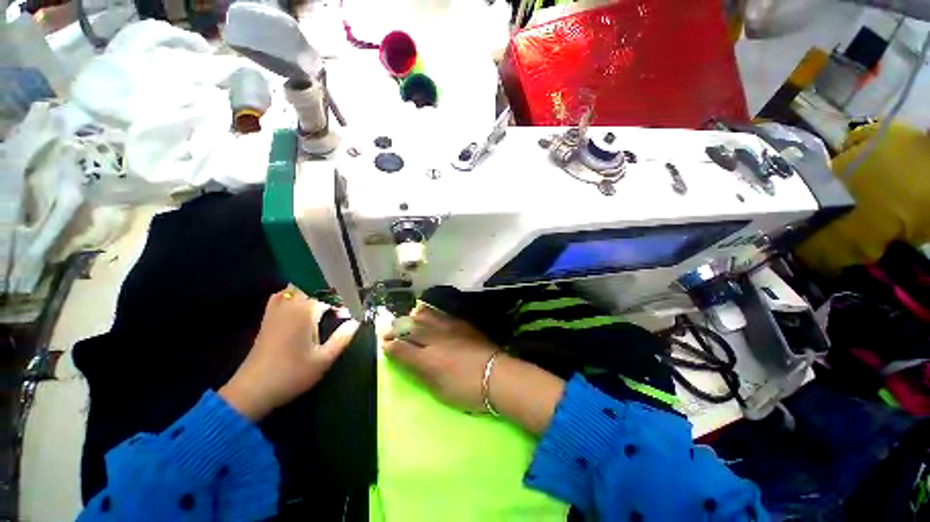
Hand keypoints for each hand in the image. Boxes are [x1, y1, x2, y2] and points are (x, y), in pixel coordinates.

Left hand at [220, 286, 358, 419]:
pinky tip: (299, 306)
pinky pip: (279, 297)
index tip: (347, 318)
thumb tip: (356, 322)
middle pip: (311, 288)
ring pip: (294, 290)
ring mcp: (275, 311)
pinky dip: (290, 295)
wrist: (253, 390)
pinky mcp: (266, 319)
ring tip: (322, 305)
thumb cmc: (292, 374)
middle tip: (337, 310)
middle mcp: (290, 306)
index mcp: (305, 312)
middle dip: (327, 295)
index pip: (329, 298)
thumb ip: (343, 338)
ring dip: (310, 293)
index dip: (341, 306)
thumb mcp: (324, 359)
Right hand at [383, 302, 499, 411]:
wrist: (496, 375)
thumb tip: (408, 361)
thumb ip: (421, 373)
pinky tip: (428, 314)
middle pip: (410, 327)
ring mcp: (449, 328)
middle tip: (389, 330)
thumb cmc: (467, 390)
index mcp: (427, 359)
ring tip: (408, 319)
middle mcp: (435, 338)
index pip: (401, 348)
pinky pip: (440, 313)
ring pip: (424, 315)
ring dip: (412, 317)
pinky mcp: (460, 323)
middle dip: (396, 328)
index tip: (384, 344)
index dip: (390, 345)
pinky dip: (429, 312)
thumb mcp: (439, 389)